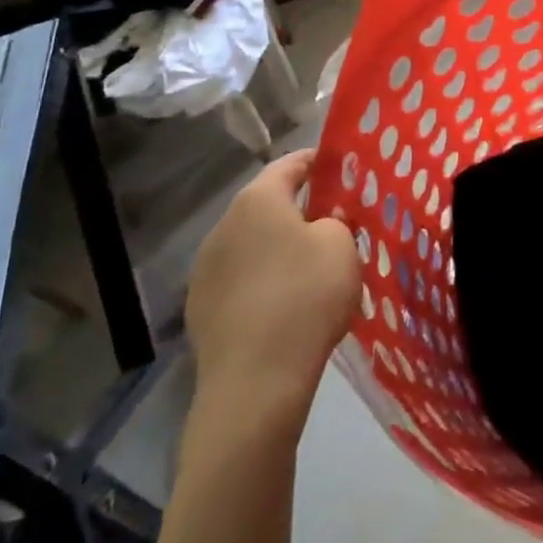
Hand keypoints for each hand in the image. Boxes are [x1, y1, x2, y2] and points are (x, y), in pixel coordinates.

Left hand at [184, 150, 359, 432]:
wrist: (255, 380)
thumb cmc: (306, 297)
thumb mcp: (341, 247)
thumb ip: (337, 221)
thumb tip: (325, 221)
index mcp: (258, 200)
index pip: (289, 164)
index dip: (316, 161)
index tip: (339, 165)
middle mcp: (224, 225)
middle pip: (267, 205)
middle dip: (299, 208)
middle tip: (333, 221)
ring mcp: (206, 268)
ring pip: (252, 244)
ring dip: (278, 247)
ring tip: (310, 267)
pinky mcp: (200, 307)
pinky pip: (240, 279)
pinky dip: (263, 280)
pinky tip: (284, 303)